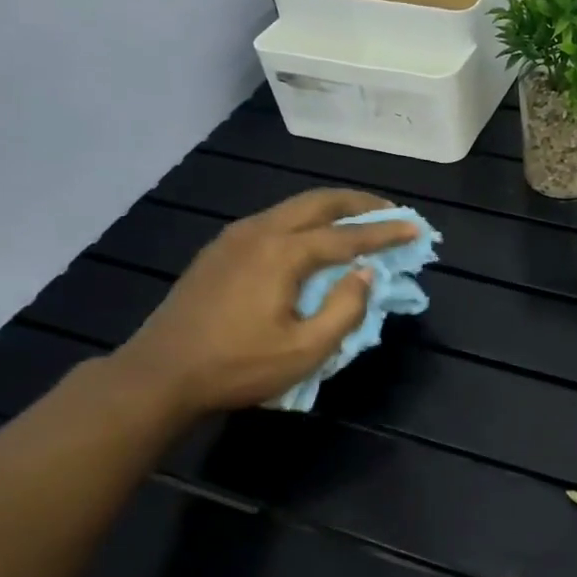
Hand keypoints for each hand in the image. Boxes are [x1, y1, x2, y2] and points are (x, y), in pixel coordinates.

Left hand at [112, 188, 417, 415]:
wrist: (160, 373)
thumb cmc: (237, 366)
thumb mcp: (305, 350)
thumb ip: (345, 309)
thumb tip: (365, 274)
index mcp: (283, 253)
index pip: (347, 236)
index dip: (385, 232)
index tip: (416, 227)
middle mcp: (260, 231)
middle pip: (319, 202)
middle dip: (359, 203)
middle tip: (390, 211)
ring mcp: (234, 237)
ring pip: (293, 207)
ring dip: (331, 209)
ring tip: (357, 221)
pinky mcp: (219, 250)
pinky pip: (273, 220)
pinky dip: (304, 221)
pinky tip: (311, 239)